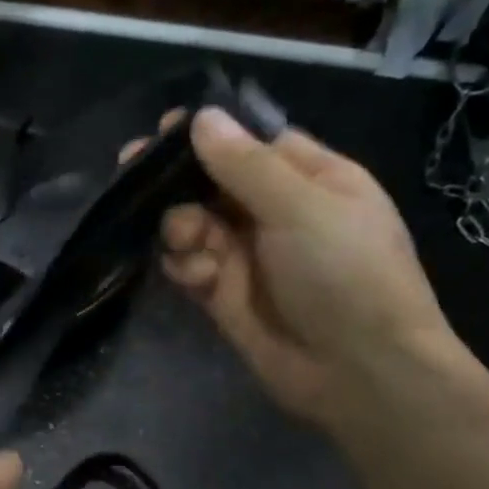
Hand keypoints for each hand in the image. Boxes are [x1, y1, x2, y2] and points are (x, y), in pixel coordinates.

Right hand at [123, 104, 462, 428]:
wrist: (357, 371)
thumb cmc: (345, 274)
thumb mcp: (302, 207)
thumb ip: (245, 164)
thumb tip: (201, 117)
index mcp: (311, 180)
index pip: (252, 144)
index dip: (209, 135)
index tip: (165, 130)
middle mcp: (276, 212)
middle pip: (211, 182)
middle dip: (175, 180)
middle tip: (131, 170)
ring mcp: (247, 255)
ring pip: (191, 222)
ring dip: (178, 226)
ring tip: (185, 240)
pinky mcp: (222, 293)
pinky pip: (187, 264)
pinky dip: (183, 265)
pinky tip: (197, 277)